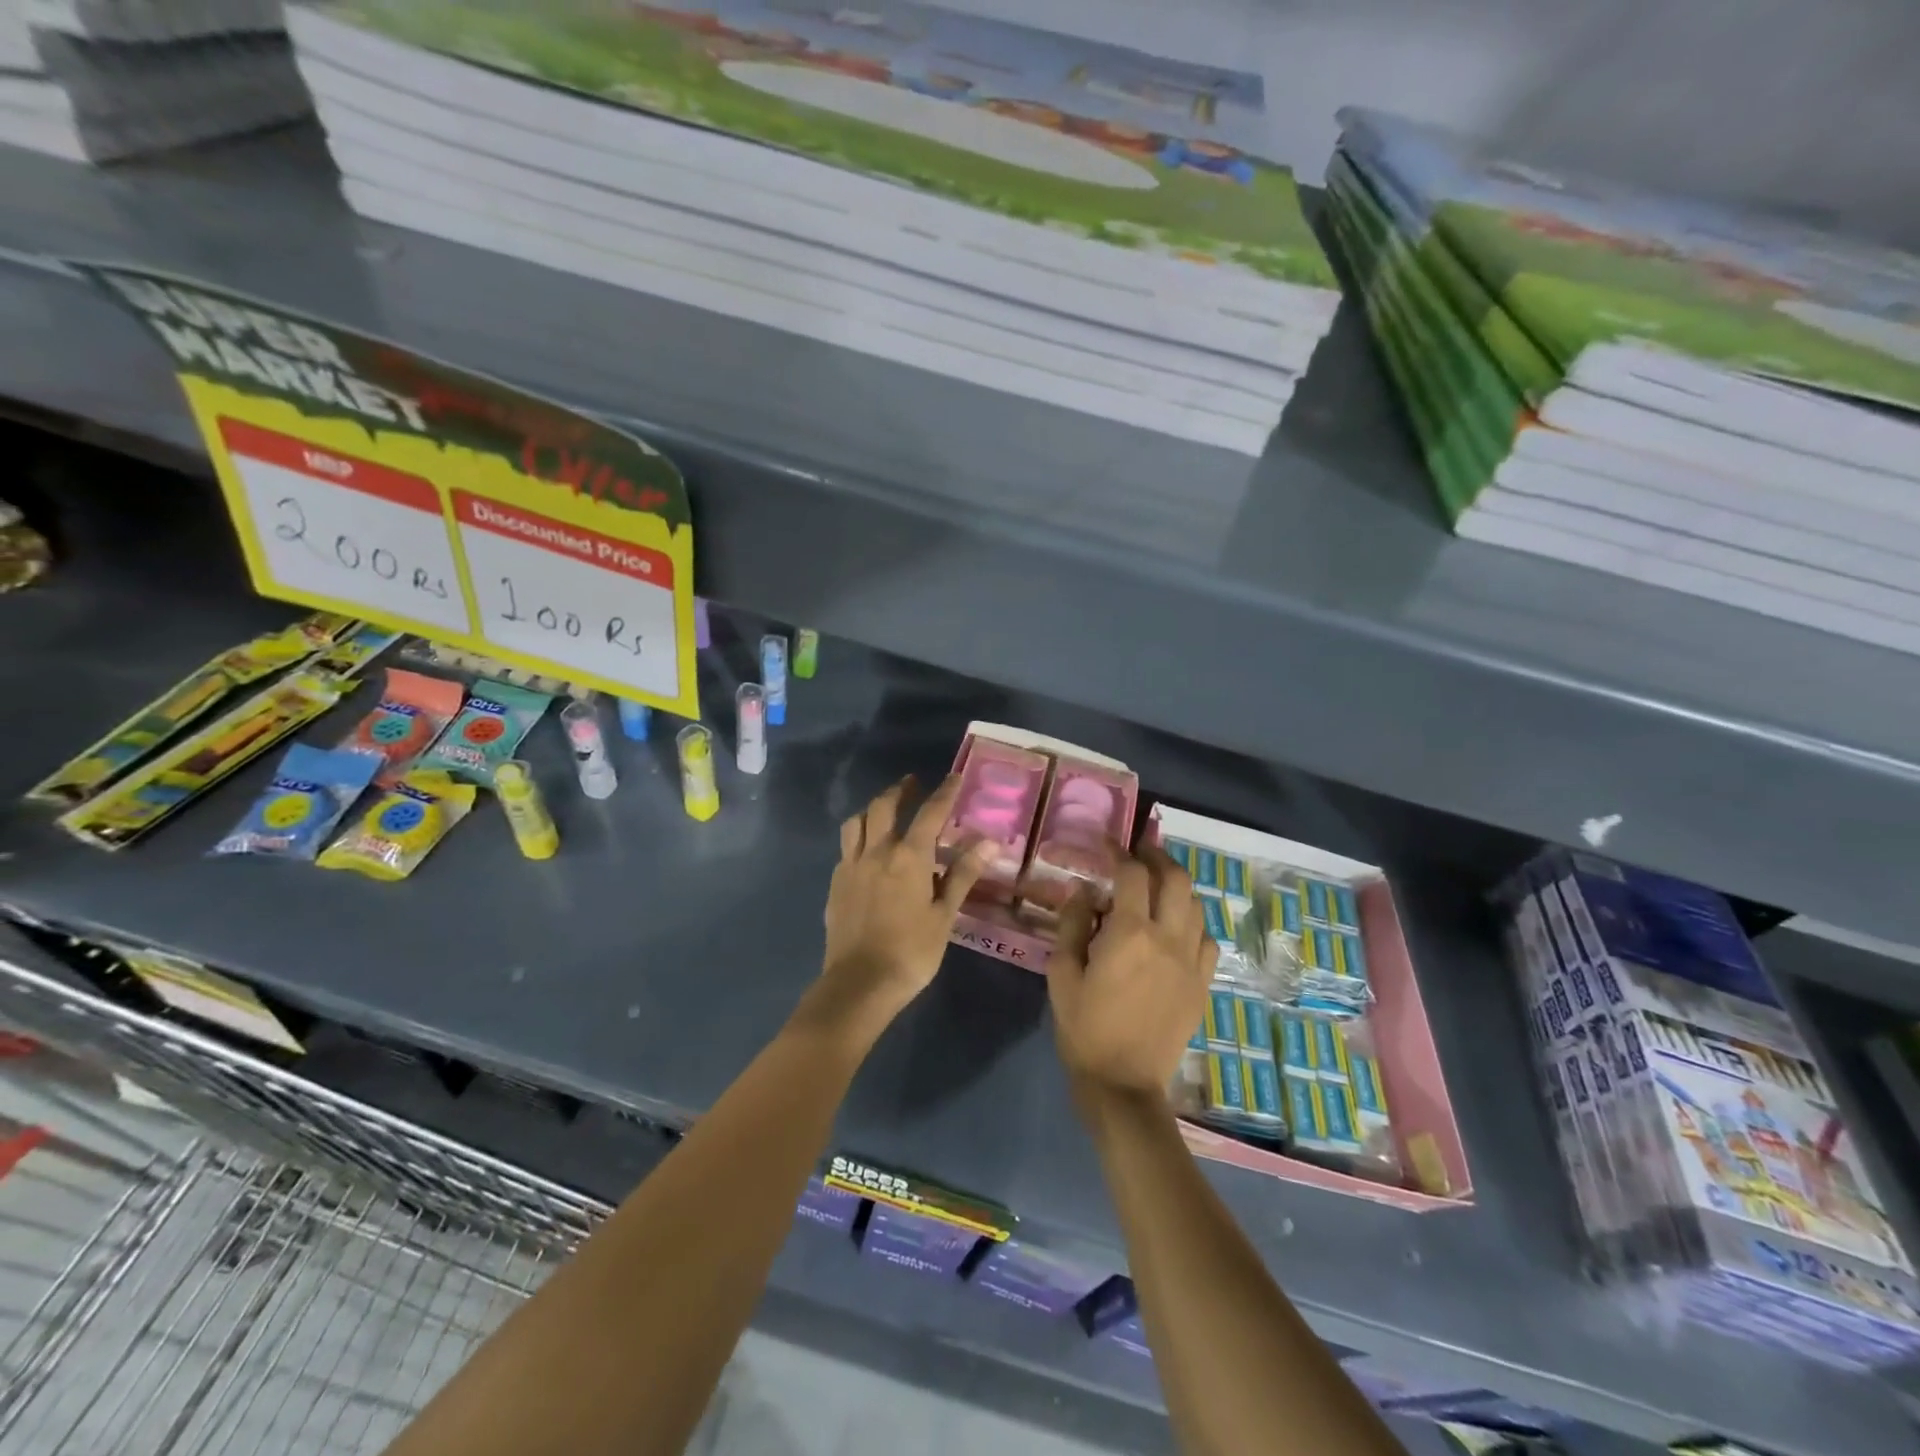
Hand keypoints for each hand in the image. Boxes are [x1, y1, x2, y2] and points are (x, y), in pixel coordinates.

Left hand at [814, 775, 990, 1035]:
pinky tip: (866, 849)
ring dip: (873, 809)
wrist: (859, 983)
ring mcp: (851, 866)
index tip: (954, 777)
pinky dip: (858, 837)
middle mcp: (876, 851)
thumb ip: (963, 874)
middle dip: (900, 790)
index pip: (930, 813)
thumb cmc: (912, 951)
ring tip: (884, 810)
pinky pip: (845, 847)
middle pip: (884, 806)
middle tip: (912, 784)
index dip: (944, 793)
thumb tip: (989, 841)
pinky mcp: (835, 884)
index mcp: (908, 856)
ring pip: (857, 822)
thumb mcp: (944, 914)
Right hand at [1047, 845, 1217, 1100]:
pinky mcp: (1202, 984)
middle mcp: (1168, 938)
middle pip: (1176, 879)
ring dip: (1177, 887)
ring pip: (1196, 906)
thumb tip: (1083, 890)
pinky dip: (1193, 922)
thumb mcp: (1062, 973)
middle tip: (1141, 851)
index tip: (1108, 844)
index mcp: (1130, 933)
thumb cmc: (1084, 1028)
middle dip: (1158, 857)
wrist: (1123, 1084)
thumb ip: (1073, 925)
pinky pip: (1207, 939)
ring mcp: (1191, 962)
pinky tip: (1177, 928)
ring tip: (1158, 884)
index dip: (1120, 851)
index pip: (1132, 874)